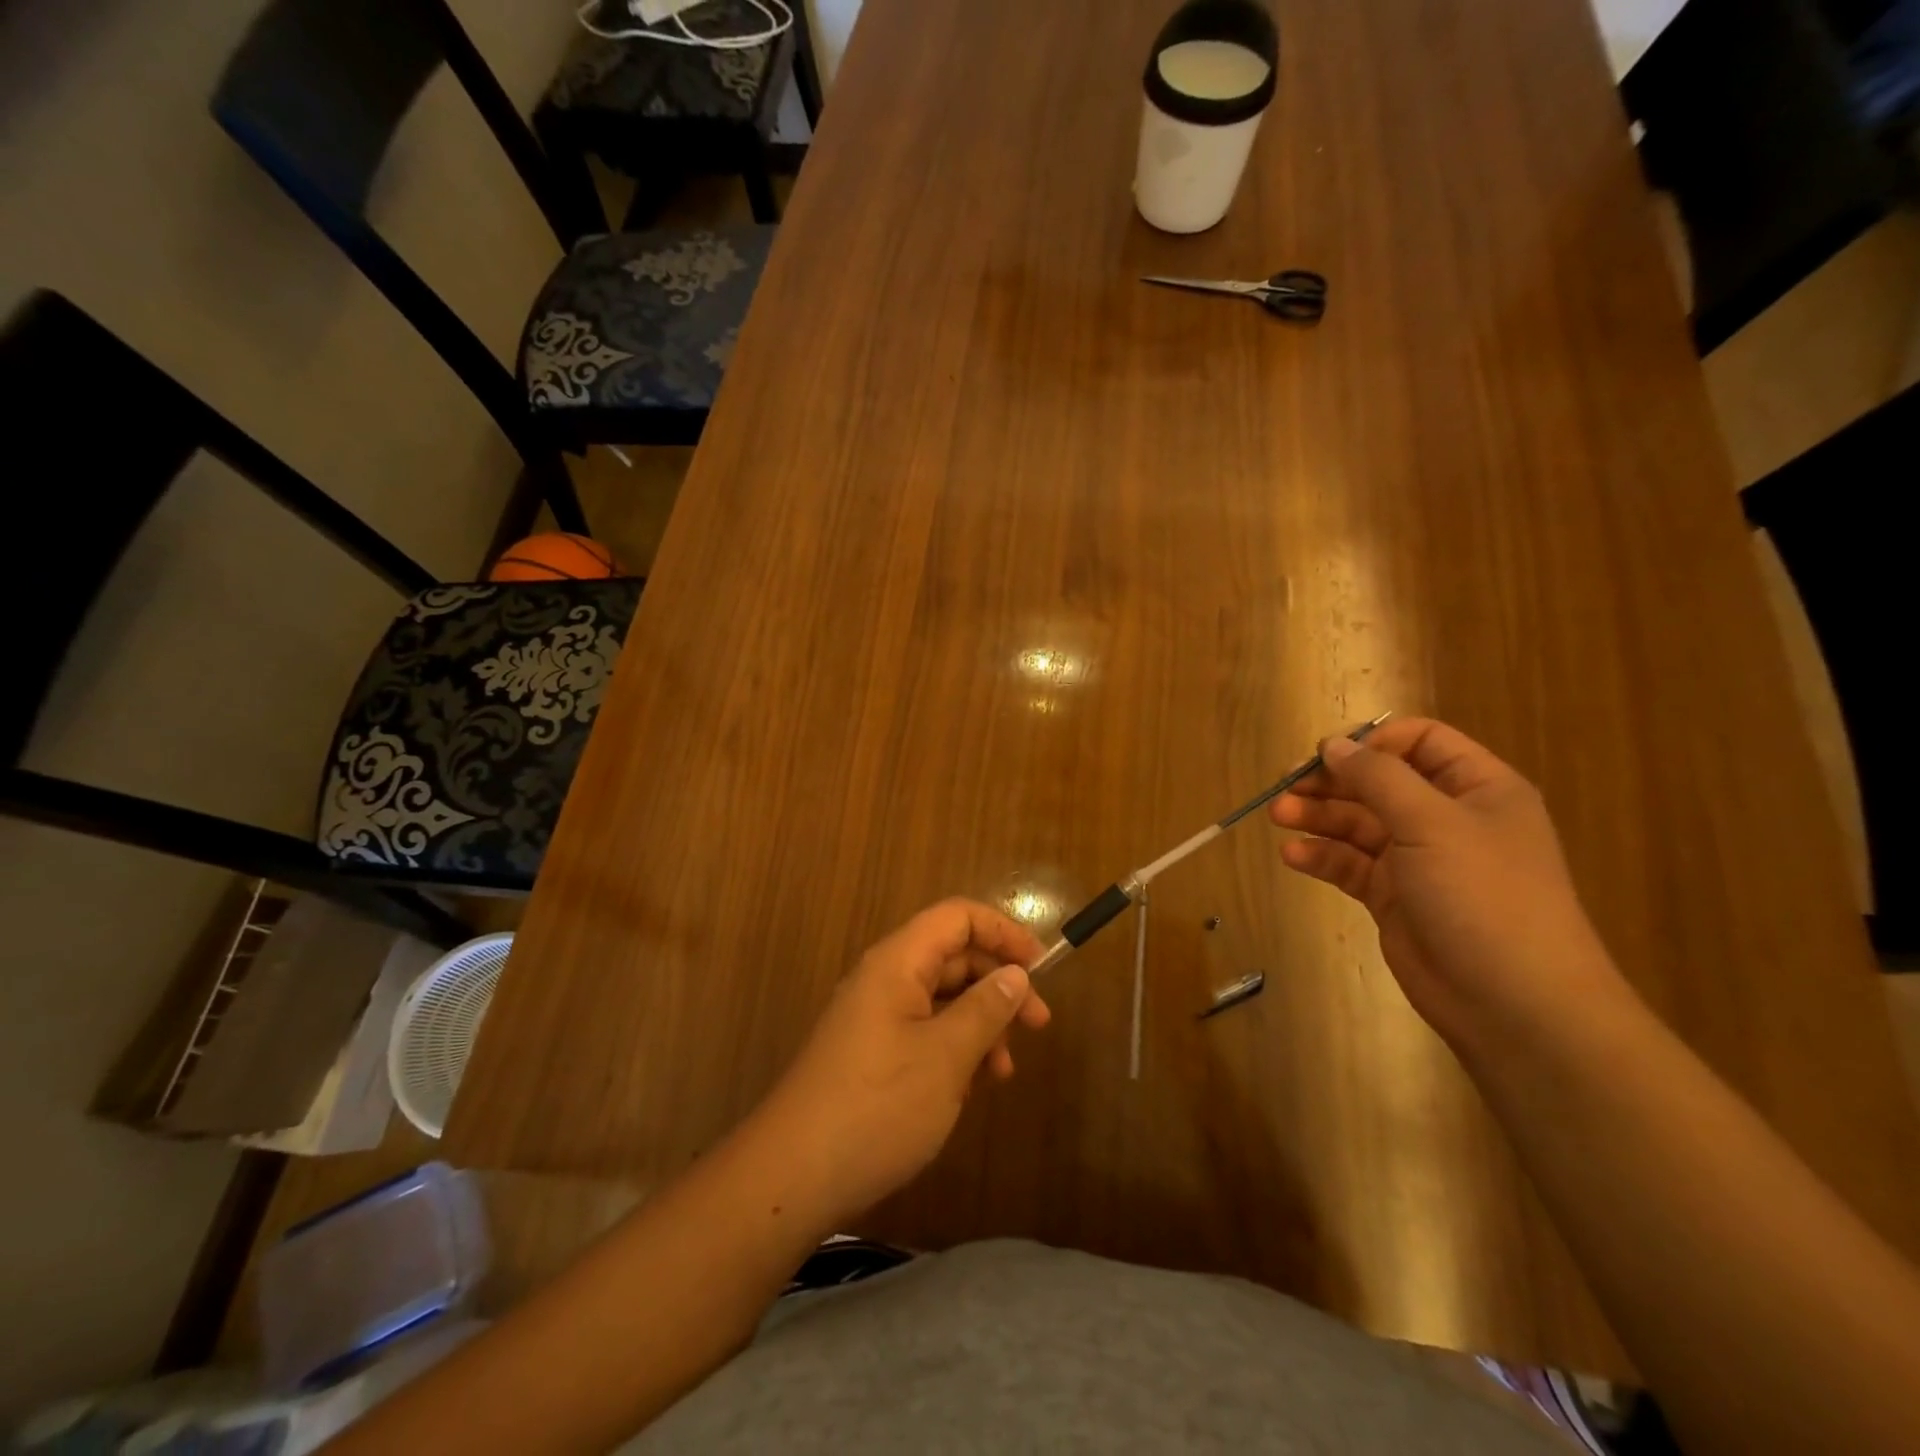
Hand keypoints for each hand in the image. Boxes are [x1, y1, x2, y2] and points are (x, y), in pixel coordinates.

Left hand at [753, 899, 1051, 1230]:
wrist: (792, 1177)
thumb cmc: (877, 1106)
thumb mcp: (946, 1057)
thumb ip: (985, 1009)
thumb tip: (1015, 974)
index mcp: (898, 962)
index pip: (957, 917)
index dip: (1003, 932)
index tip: (1041, 968)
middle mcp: (884, 979)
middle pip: (952, 957)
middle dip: (998, 985)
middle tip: (1038, 1026)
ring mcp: (874, 1017)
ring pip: (941, 999)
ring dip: (980, 1024)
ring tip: (1003, 1072)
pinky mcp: (870, 1053)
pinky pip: (923, 1032)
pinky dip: (954, 1049)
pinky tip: (970, 1088)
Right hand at [1270, 717, 1625, 1051]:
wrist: (1514, 1003)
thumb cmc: (1483, 895)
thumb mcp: (1432, 822)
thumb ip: (1378, 777)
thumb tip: (1333, 745)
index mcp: (1477, 789)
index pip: (1421, 742)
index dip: (1373, 742)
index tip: (1326, 754)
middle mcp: (1447, 818)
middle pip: (1379, 783)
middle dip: (1331, 783)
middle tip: (1285, 788)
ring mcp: (1418, 860)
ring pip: (1358, 824)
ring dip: (1317, 817)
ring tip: (1278, 817)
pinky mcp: (1393, 897)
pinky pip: (1350, 865)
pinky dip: (1321, 857)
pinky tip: (1293, 856)